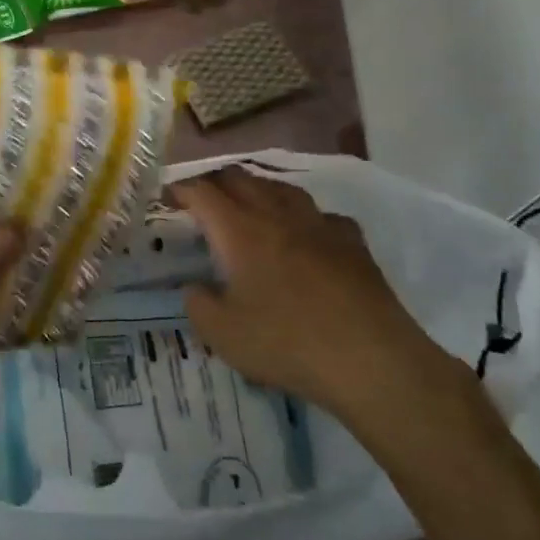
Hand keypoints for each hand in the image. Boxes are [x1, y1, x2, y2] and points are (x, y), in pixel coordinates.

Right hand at [174, 168, 453, 422]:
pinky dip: (302, 217)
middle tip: (202, 199)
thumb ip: (198, 304)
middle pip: (241, 179)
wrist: (371, 360)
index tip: (168, 196)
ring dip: (258, 190)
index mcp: (240, 231)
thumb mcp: (223, 335)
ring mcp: (319, 224)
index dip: (181, 189)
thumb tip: (195, 286)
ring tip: (249, 205)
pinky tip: (305, 234)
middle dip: (216, 182)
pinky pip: (320, 214)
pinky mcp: (352, 241)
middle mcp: (277, 215)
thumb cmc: (287, 344)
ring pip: (282, 188)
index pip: (202, 192)